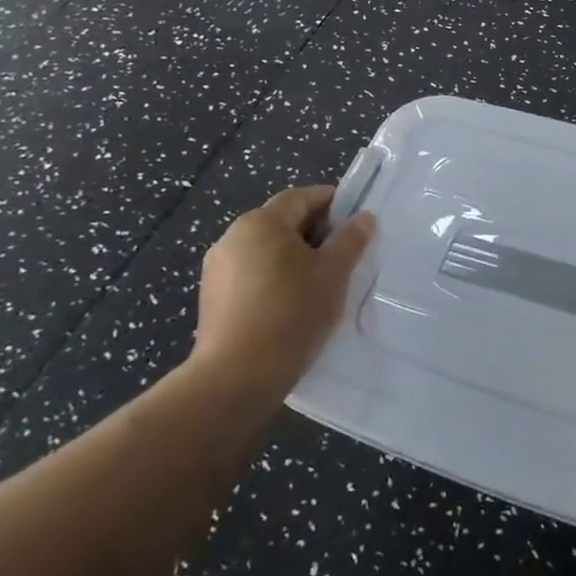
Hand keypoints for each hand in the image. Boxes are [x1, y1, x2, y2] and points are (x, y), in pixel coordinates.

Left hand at [192, 185, 374, 404]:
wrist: (235, 378)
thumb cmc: (291, 312)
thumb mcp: (333, 272)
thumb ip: (351, 239)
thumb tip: (364, 217)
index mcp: (261, 222)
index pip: (302, 197)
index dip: (333, 202)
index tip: (356, 220)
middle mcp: (233, 237)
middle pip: (282, 222)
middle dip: (315, 232)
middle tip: (344, 254)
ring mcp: (217, 270)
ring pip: (267, 250)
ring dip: (294, 258)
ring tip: (321, 282)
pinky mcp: (212, 299)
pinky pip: (252, 275)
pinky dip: (275, 279)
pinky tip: (292, 304)